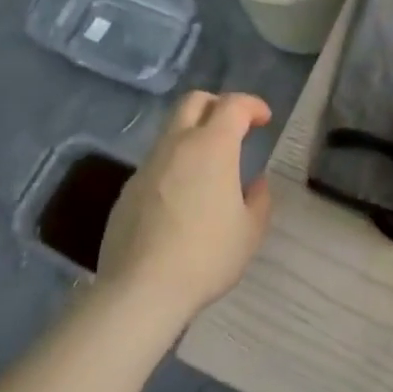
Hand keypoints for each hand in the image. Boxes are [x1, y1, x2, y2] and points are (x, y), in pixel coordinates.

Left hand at [96, 91, 273, 326]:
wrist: (141, 289)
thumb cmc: (206, 256)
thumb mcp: (250, 231)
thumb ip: (259, 200)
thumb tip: (255, 183)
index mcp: (212, 147)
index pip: (232, 105)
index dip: (252, 105)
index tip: (264, 119)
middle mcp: (176, 145)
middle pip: (193, 102)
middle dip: (217, 105)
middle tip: (235, 126)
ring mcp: (147, 166)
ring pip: (171, 132)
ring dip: (193, 135)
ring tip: (210, 166)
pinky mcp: (128, 189)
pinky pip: (156, 163)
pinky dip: (175, 164)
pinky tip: (182, 197)